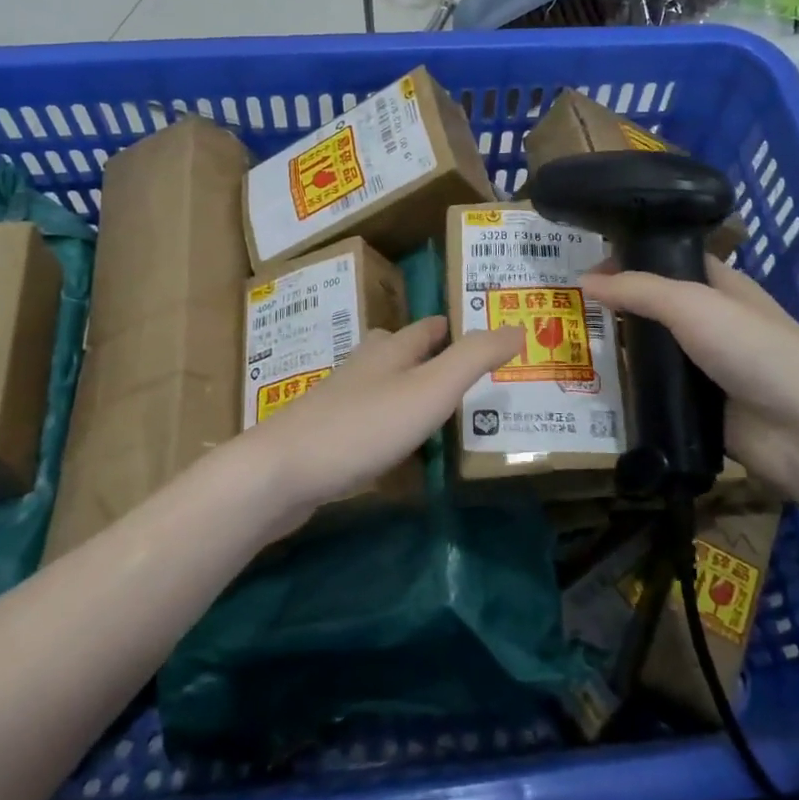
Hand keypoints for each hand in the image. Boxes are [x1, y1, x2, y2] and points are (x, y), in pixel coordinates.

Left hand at [239, 316, 523, 524]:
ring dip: (406, 388)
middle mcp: (363, 368)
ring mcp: (339, 402)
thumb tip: (517, 327)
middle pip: (398, 351)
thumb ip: (474, 358)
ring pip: (379, 384)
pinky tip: (394, 445)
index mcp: (390, 351)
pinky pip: (365, 419)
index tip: (479, 332)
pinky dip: (386, 422)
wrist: (281, 472)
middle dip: (427, 355)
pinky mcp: (325, 436)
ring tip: (435, 407)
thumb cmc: (363, 426)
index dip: (452, 328)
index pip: (427, 329)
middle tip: (462, 372)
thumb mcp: (430, 390)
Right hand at [580, 258, 798, 491]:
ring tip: (567, 346)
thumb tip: (585, 282)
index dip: (630, 260)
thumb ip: (639, 290)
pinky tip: (591, 387)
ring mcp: (704, 367)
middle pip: (655, 308)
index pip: (668, 261)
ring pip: (651, 352)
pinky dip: (628, 390)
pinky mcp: (696, 407)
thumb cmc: (753, 349)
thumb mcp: (693, 304)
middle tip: (564, 309)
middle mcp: (711, 323)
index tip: (585, 269)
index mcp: (720, 287)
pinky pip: (655, 393)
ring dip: (618, 351)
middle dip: (616, 307)